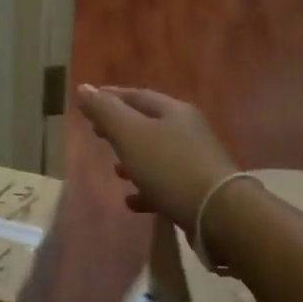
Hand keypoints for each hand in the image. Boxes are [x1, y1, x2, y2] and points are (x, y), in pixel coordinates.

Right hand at [76, 85, 238, 229]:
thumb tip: (84, 88)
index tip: (88, 100)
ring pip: (156, 154)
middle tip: (96, 133)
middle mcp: (187, 131)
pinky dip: (145, 188)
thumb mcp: (130, 135)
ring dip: (133, 159)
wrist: (219, 213)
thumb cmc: (169, 167)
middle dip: (121, 127)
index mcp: (173, 111)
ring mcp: (195, 161)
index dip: (110, 96)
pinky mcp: (197, 189)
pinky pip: (165, 183)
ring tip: (114, 170)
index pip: (136, 96)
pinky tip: (131, 201)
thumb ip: (105, 111)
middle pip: (147, 123)